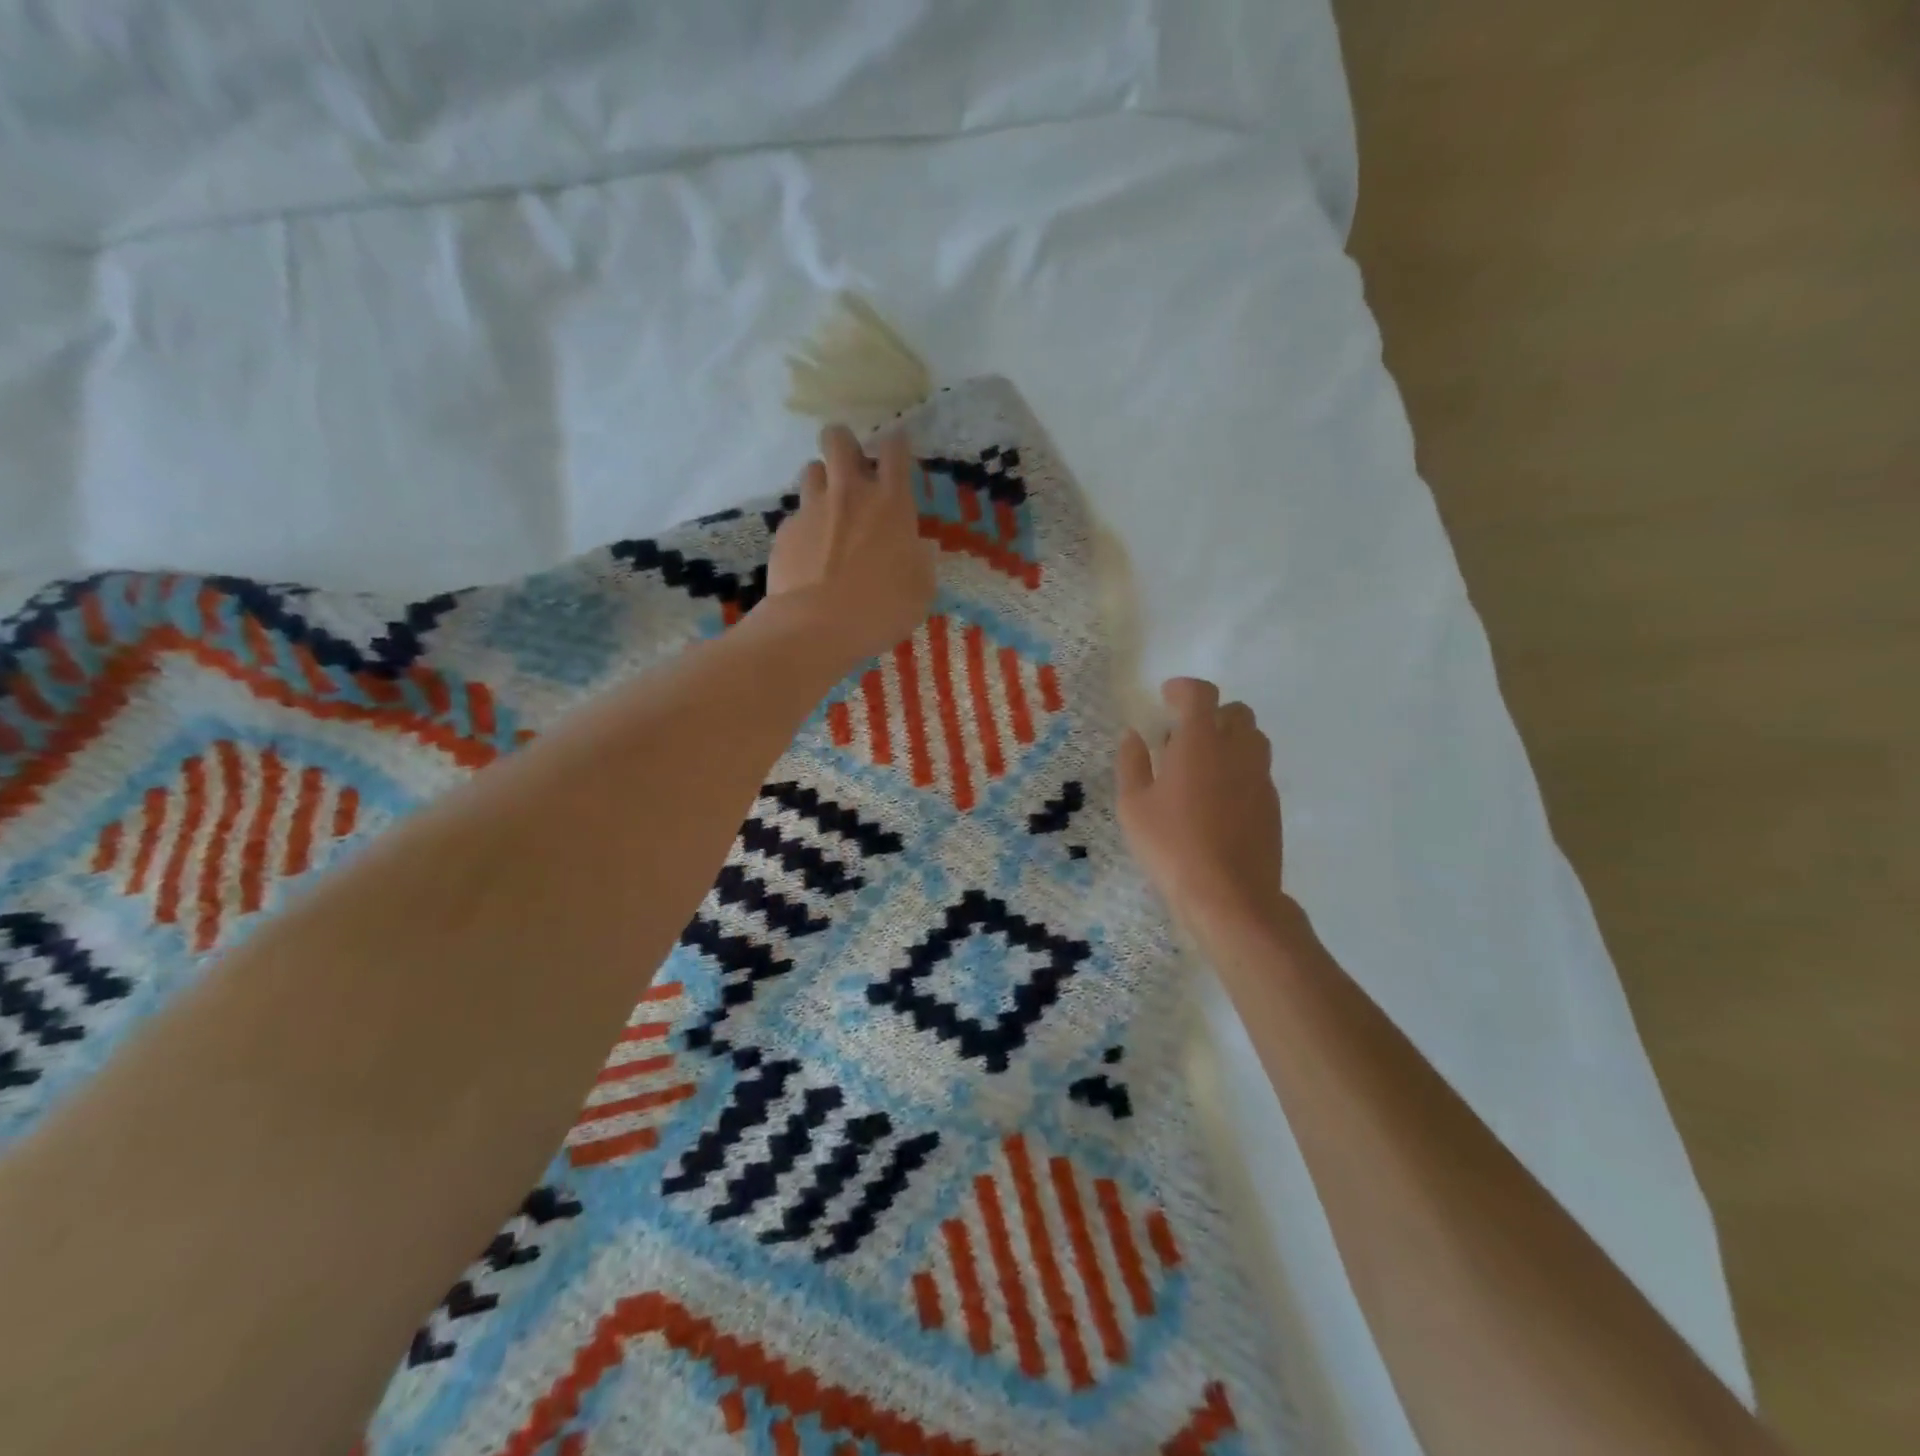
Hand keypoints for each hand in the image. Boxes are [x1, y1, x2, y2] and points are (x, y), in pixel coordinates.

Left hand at [762, 424, 936, 663]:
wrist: (816, 627)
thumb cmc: (881, 609)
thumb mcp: (920, 590)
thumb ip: (920, 561)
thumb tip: (918, 549)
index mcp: (891, 503)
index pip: (895, 449)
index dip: (896, 443)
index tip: (896, 448)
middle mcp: (849, 493)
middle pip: (838, 438)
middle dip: (844, 443)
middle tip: (851, 466)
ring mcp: (812, 509)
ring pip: (811, 469)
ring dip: (822, 481)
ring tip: (828, 507)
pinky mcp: (785, 531)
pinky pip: (796, 515)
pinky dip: (805, 526)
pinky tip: (809, 553)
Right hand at [1116, 678, 1285, 929]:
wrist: (1230, 896)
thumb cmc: (1172, 846)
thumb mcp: (1133, 806)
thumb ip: (1132, 764)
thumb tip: (1133, 736)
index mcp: (1200, 742)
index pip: (1200, 694)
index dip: (1183, 689)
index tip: (1166, 697)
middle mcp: (1237, 750)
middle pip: (1235, 712)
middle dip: (1210, 714)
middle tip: (1181, 737)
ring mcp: (1260, 778)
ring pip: (1252, 740)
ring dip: (1228, 740)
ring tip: (1200, 768)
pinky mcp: (1272, 804)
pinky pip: (1257, 770)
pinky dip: (1238, 769)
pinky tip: (1216, 800)